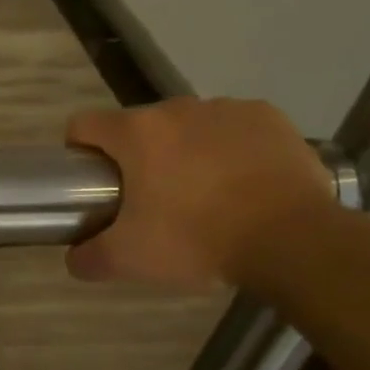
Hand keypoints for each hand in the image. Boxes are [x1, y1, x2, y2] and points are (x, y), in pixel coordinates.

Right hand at [65, 99, 338, 290]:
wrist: (293, 241)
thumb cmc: (197, 240)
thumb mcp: (128, 260)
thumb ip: (88, 258)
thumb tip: (75, 257)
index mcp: (135, 133)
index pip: (83, 125)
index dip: (79, 152)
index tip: (92, 183)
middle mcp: (176, 109)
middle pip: (138, 127)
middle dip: (137, 157)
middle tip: (151, 201)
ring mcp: (226, 109)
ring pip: (187, 127)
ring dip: (184, 151)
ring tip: (203, 194)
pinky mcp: (269, 118)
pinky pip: (234, 128)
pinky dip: (230, 149)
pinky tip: (242, 182)